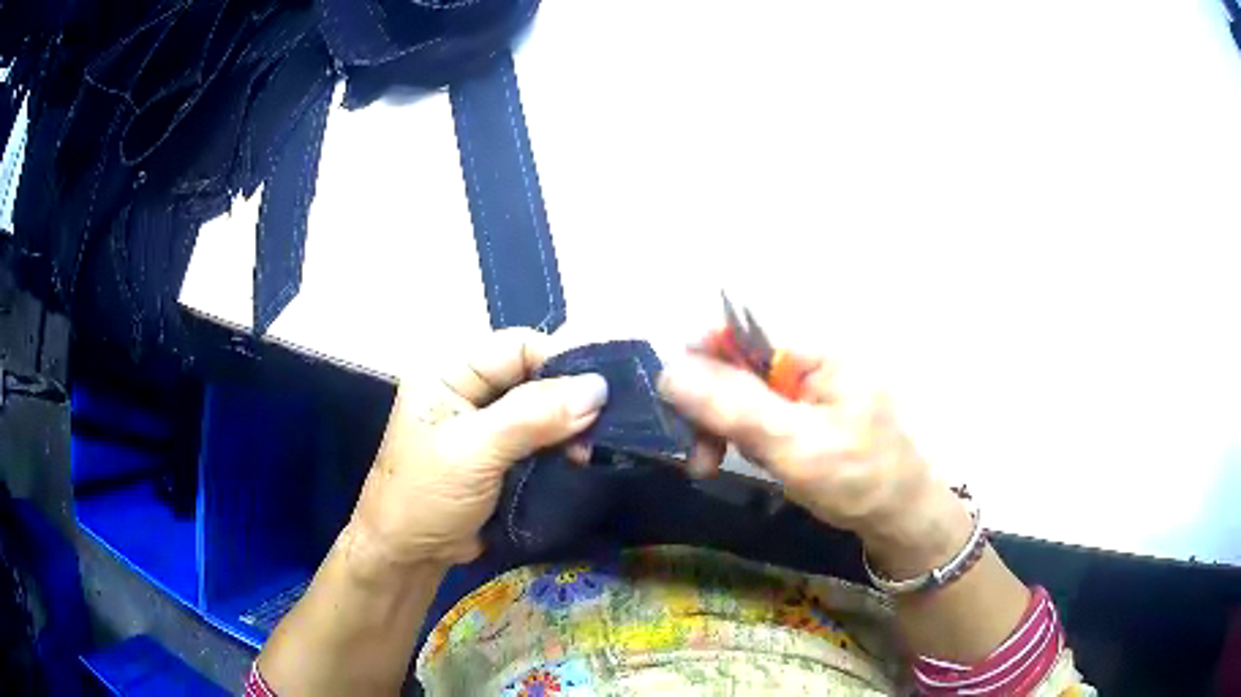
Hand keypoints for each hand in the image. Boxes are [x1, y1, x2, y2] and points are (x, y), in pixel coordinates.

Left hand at [347, 329, 608, 569]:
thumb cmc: (425, 497)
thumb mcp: (473, 452)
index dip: (558, 362)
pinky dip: (564, 448)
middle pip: (534, 376)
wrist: (409, 557)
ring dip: (570, 428)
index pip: (516, 347)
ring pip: (544, 410)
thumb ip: (531, 417)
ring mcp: (488, 425)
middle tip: (601, 429)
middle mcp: (470, 390)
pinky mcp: (504, 456)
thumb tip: (597, 388)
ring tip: (592, 450)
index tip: (600, 393)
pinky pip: (543, 439)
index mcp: (449, 372)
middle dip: (569, 400)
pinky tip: (582, 461)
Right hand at [658, 348, 969, 572]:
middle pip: (739, 369)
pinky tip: (754, 463)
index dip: (703, 361)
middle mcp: (810, 365)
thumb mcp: (793, 444)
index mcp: (815, 355)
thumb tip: (669, 370)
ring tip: (724, 467)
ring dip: (726, 432)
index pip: (743, 336)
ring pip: (745, 398)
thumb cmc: (856, 479)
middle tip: (700, 461)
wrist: (899, 518)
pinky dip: (747, 442)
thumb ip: (734, 406)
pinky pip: (762, 419)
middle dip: (713, 411)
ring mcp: (809, 394)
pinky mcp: (807, 419)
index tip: (676, 405)